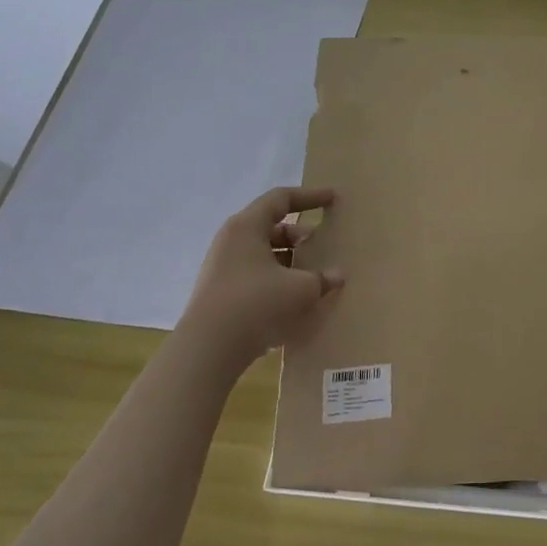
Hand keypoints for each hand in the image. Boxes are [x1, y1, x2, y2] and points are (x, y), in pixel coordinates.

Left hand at [178, 186, 343, 367]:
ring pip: (263, 252)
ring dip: (290, 258)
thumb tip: (338, 275)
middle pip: (271, 226)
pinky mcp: (220, 291)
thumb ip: (323, 278)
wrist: (209, 348)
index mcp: (247, 227)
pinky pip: (255, 273)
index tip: (333, 198)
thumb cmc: (257, 303)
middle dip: (300, 233)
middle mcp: (231, 240)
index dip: (310, 196)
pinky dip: (277, 276)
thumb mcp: (300, 289)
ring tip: (312, 273)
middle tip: (323, 244)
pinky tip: (294, 296)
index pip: (281, 199)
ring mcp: (223, 267)